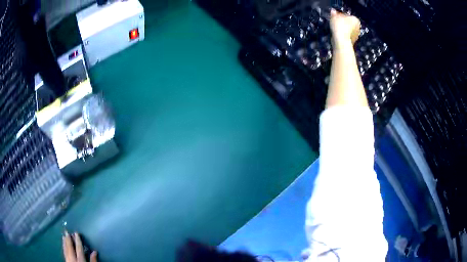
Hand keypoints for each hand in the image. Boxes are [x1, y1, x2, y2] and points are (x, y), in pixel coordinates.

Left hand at [63, 231, 97, 261]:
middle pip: (70, 247)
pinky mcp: (66, 261)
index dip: (77, 240)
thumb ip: (93, 261)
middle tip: (67, 231)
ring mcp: (68, 260)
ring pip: (65, 249)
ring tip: (63, 235)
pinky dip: (63, 247)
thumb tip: (95, 251)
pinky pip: (64, 252)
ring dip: (65, 242)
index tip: (76, 233)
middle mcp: (73, 259)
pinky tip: (63, 244)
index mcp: (80, 260)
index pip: (78, 249)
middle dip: (69, 239)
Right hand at [330, 9, 360, 45]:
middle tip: (335, 22)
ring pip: (348, 29)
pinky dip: (343, 34)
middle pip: (348, 22)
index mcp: (356, 19)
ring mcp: (356, 35)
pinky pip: (347, 35)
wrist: (342, 41)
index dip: (340, 15)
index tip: (335, 16)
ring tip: (335, 28)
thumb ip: (334, 13)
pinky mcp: (352, 41)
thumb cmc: (340, 27)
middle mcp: (358, 27)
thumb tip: (333, 11)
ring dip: (342, 28)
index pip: (347, 15)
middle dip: (342, 22)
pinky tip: (337, 34)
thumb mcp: (334, 17)